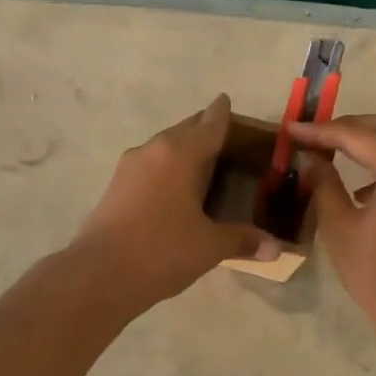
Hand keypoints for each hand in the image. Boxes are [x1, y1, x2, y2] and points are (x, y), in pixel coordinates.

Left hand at [70, 95, 277, 307]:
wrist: (99, 274)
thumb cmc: (162, 251)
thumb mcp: (210, 246)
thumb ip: (243, 240)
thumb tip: (276, 248)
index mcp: (181, 153)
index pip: (210, 123)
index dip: (222, 112)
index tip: (227, 101)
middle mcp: (154, 149)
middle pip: (185, 130)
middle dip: (204, 129)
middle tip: (226, 138)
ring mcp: (130, 166)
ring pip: (164, 147)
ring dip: (183, 149)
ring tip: (204, 163)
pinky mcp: (115, 186)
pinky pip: (150, 165)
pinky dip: (167, 168)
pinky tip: (176, 188)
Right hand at [289, 113, 375, 333]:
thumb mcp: (339, 226)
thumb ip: (324, 183)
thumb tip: (310, 157)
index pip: (357, 135)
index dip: (321, 131)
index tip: (292, 128)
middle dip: (348, 127)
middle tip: (313, 136)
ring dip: (370, 139)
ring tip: (334, 150)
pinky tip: (362, 183)